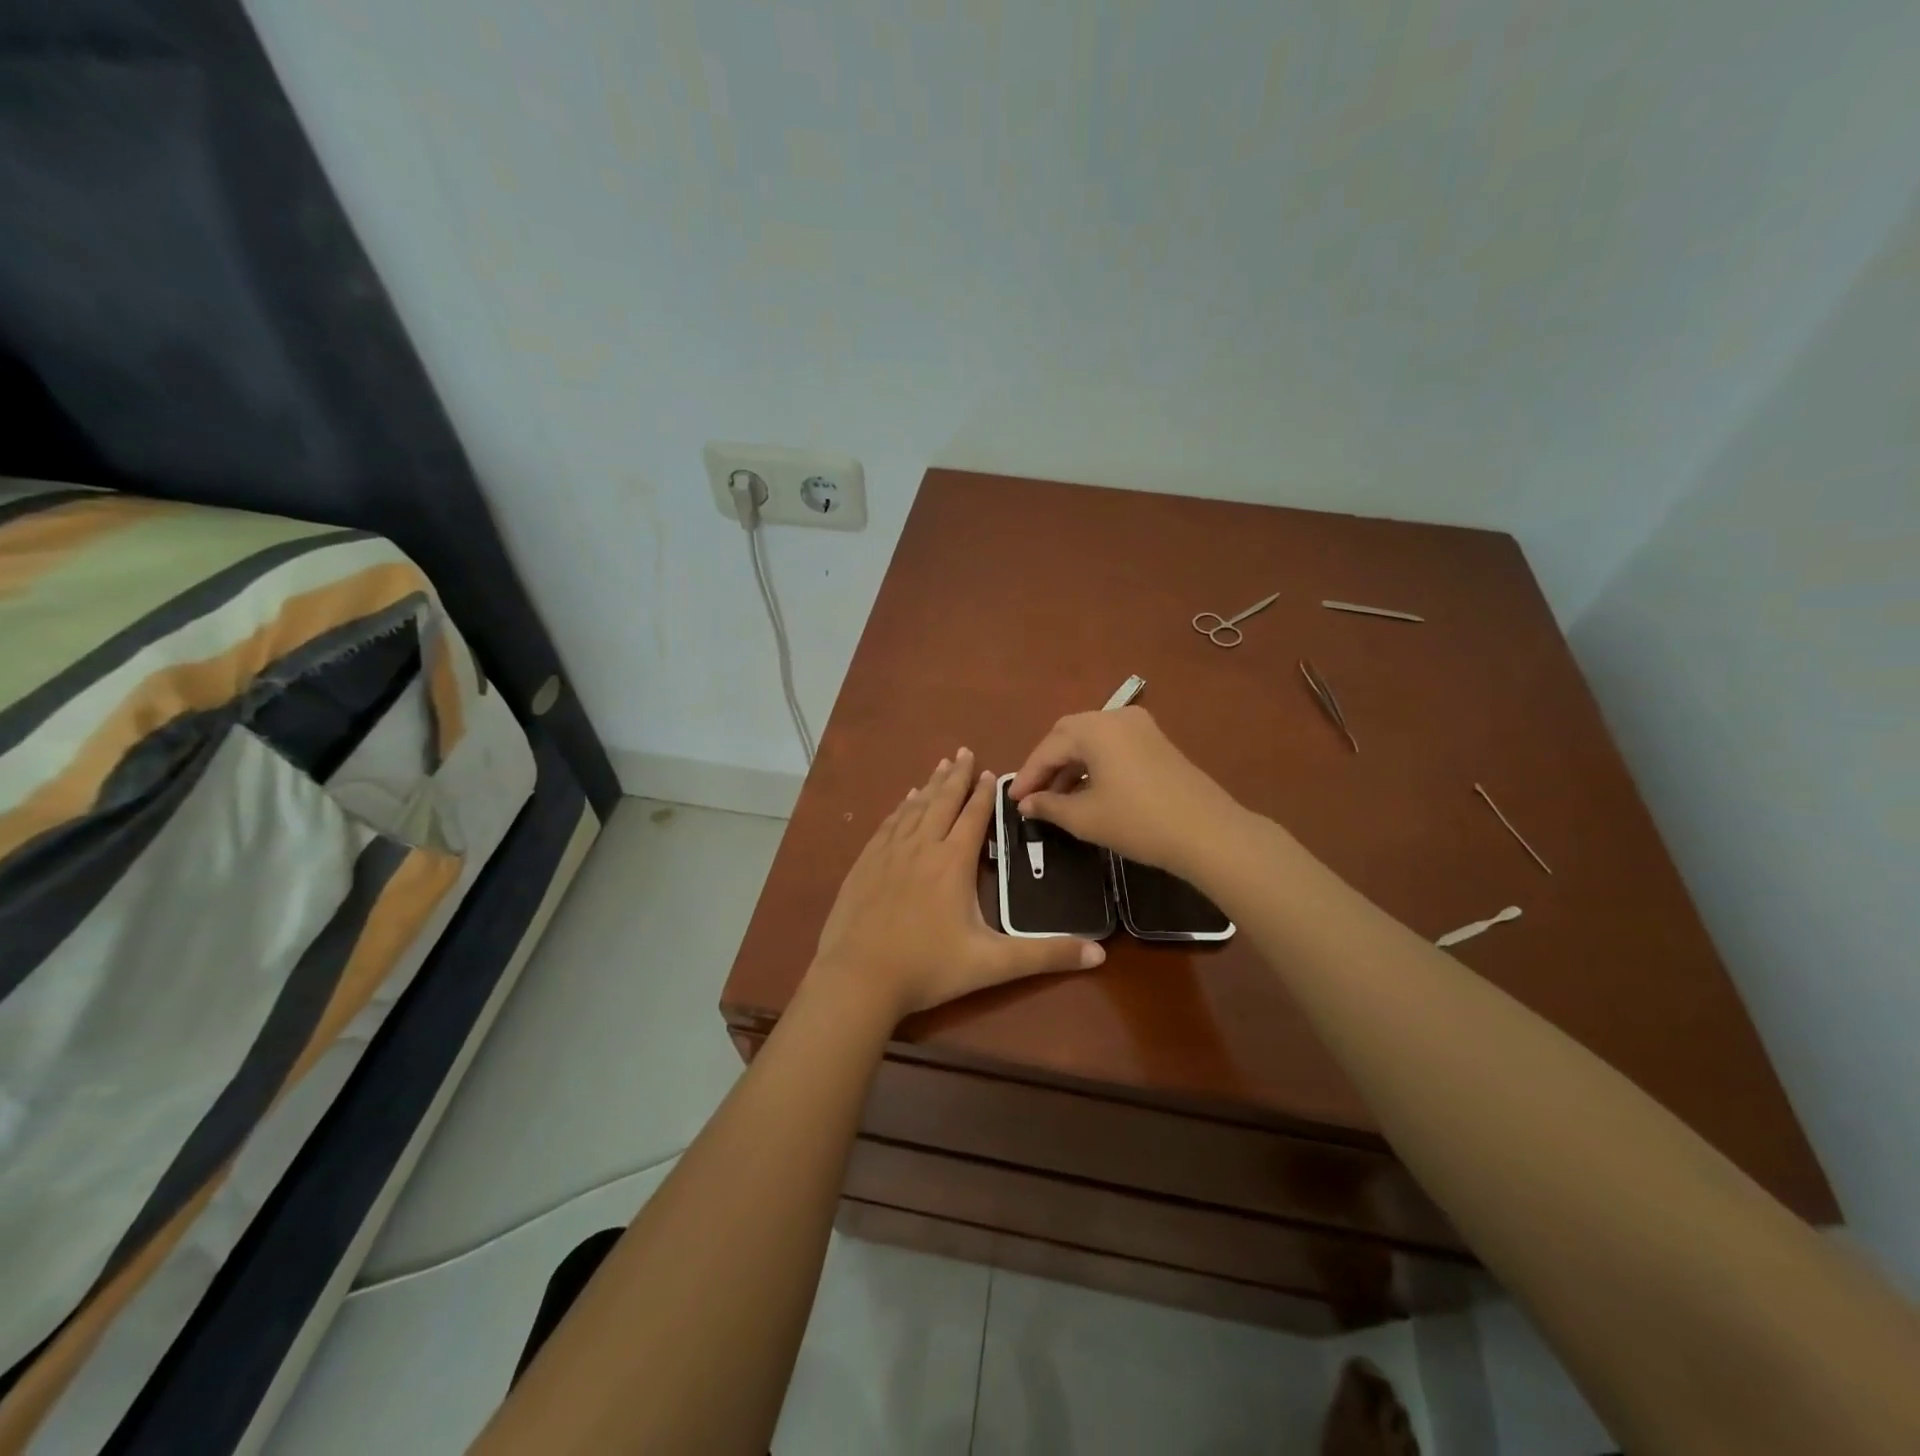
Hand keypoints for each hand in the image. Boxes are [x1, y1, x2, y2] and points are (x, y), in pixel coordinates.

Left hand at [813, 749, 1104, 1018]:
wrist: (858, 978)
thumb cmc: (928, 968)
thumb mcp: (992, 964)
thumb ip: (1045, 956)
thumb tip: (1100, 955)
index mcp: (952, 862)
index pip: (973, 817)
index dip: (985, 794)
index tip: (992, 771)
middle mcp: (921, 847)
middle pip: (942, 802)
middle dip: (957, 776)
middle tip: (965, 751)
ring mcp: (888, 853)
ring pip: (914, 808)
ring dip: (931, 785)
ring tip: (941, 765)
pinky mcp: (865, 864)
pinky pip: (888, 825)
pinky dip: (901, 807)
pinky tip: (904, 801)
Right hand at [1008, 707, 1242, 873]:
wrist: (1207, 833)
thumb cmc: (1138, 822)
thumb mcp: (1085, 817)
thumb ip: (1049, 806)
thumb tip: (1026, 804)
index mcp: (1095, 728)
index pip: (1049, 748)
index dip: (1028, 775)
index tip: (1013, 800)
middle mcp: (1116, 716)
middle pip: (1069, 735)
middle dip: (1047, 765)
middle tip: (1032, 795)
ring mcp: (1141, 727)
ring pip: (1092, 740)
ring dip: (1070, 765)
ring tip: (1057, 799)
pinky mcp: (1157, 742)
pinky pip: (1113, 746)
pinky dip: (1094, 764)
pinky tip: (1087, 791)